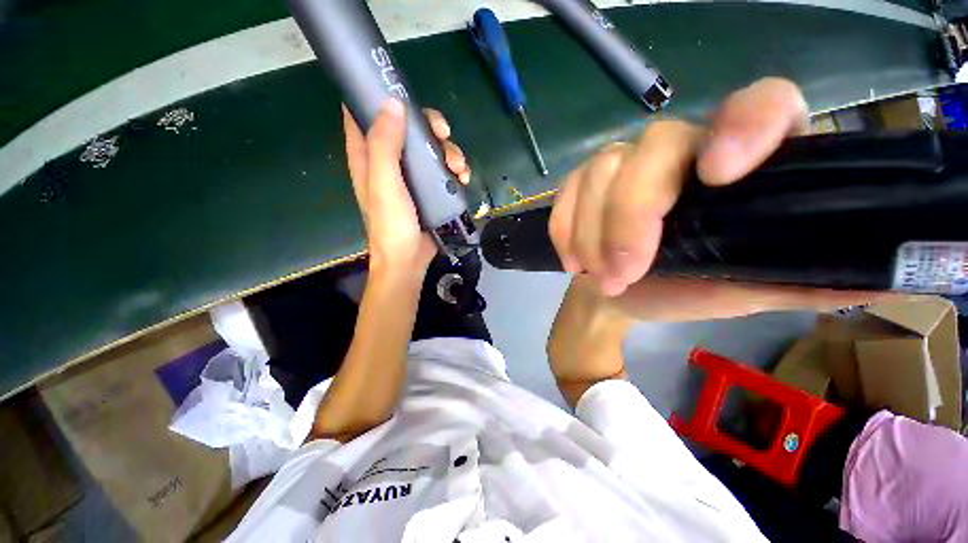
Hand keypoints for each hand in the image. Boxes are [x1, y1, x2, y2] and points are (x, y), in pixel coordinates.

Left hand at [343, 98, 470, 273]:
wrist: (409, 260)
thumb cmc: (392, 225)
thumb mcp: (384, 185)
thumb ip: (384, 145)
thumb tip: (393, 103)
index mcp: (368, 156)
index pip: (365, 113)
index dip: (380, 96)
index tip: (402, 90)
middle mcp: (389, 161)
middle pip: (408, 128)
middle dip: (429, 127)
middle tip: (445, 135)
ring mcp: (411, 176)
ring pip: (430, 148)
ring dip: (449, 151)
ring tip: (460, 169)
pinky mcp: (429, 189)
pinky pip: (443, 169)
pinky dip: (455, 170)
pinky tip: (464, 178)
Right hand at [549, 78, 889, 320]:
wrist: (619, 298)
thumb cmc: (684, 294)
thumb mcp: (750, 292)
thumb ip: (807, 278)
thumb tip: (882, 272)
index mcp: (740, 168)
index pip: (761, 104)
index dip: (745, 125)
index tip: (717, 177)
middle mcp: (681, 150)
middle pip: (653, 148)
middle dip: (630, 219)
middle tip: (621, 275)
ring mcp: (623, 164)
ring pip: (599, 173)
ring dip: (591, 234)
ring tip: (599, 277)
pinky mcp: (582, 184)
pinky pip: (566, 193)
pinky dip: (564, 229)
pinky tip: (572, 261)